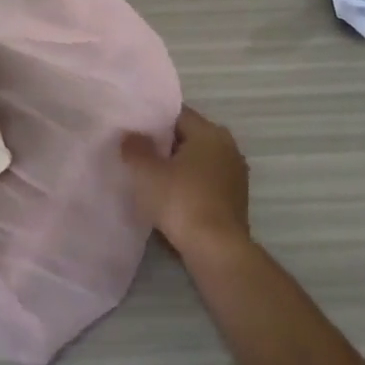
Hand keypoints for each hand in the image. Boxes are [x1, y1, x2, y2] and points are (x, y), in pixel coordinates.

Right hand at [121, 106, 251, 259]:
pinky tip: (169, 198)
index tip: (133, 130)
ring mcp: (234, 174)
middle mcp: (227, 147)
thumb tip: (130, 135)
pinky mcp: (235, 199)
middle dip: (164, 144)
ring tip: (150, 176)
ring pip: (197, 161)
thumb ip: (135, 148)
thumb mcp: (147, 172)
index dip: (153, 120)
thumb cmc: (181, 201)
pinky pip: (205, 182)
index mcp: (210, 132)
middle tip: (137, 153)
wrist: (217, 250)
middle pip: (188, 137)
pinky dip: (189, 185)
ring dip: (177, 166)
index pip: (177, 114)